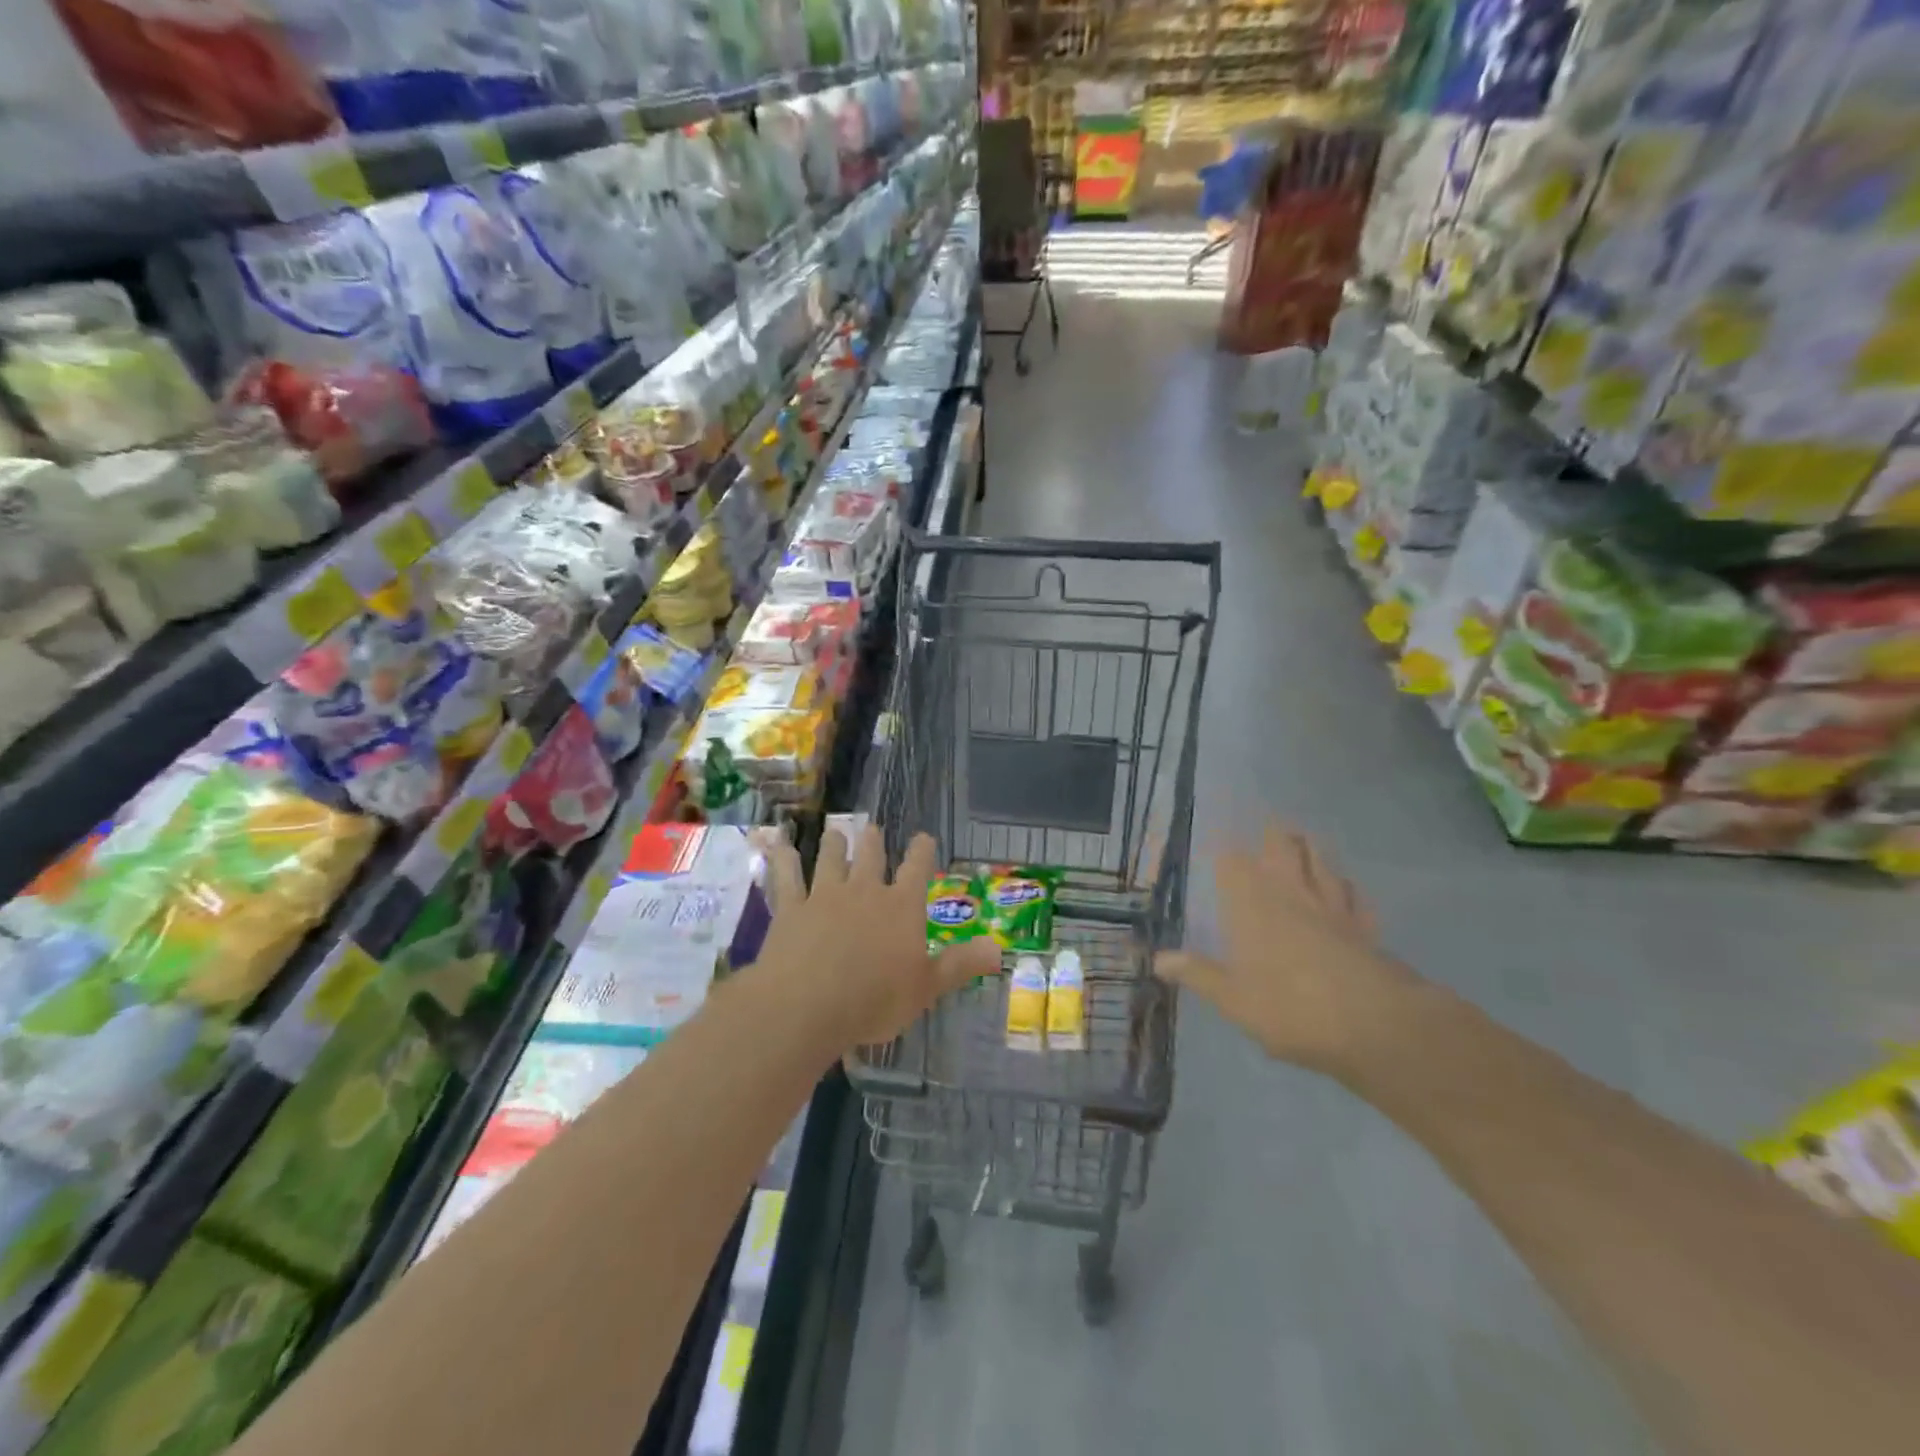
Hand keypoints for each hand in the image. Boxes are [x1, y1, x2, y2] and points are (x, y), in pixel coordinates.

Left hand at [760, 826, 1000, 1049]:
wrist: (807, 1005)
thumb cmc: (874, 1000)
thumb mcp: (926, 988)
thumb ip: (960, 965)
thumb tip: (999, 949)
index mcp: (901, 907)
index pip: (918, 869)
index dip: (922, 851)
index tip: (924, 837)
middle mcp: (864, 891)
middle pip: (871, 856)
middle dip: (874, 841)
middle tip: (873, 829)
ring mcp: (824, 896)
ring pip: (831, 859)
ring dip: (835, 844)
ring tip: (836, 832)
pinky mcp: (791, 908)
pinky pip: (787, 877)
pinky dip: (783, 859)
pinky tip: (779, 844)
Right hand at [1156, 823, 1420, 1078]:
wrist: (1374, 1024)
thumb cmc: (1290, 1008)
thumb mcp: (1233, 999)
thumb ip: (1197, 974)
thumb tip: (1157, 959)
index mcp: (1252, 905)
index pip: (1233, 863)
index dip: (1225, 852)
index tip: (1218, 844)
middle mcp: (1290, 894)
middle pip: (1282, 848)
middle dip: (1274, 835)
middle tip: (1268, 827)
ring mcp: (1331, 907)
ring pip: (1321, 862)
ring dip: (1311, 848)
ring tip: (1304, 840)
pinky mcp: (1364, 926)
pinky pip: (1354, 896)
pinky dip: (1346, 886)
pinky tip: (1345, 887)